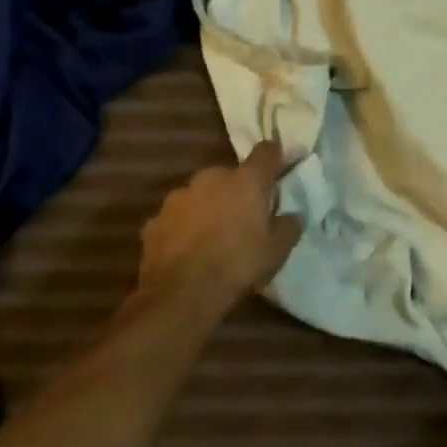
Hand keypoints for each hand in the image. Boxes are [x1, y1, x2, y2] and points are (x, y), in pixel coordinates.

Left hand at [136, 142, 302, 316]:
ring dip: (208, 207)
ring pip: (200, 195)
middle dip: (236, 191)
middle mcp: (211, 178)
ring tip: (212, 237)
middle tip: (244, 216)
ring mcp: (179, 197)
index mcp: (246, 181)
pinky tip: (188, 250)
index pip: (266, 152)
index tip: (279, 165)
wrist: (180, 294)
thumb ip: (288, 225)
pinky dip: (184, 227)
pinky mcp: (154, 220)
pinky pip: (177, 218)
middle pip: (229, 176)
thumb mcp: (277, 250)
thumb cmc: (238, 265)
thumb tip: (291, 215)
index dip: (275, 156)